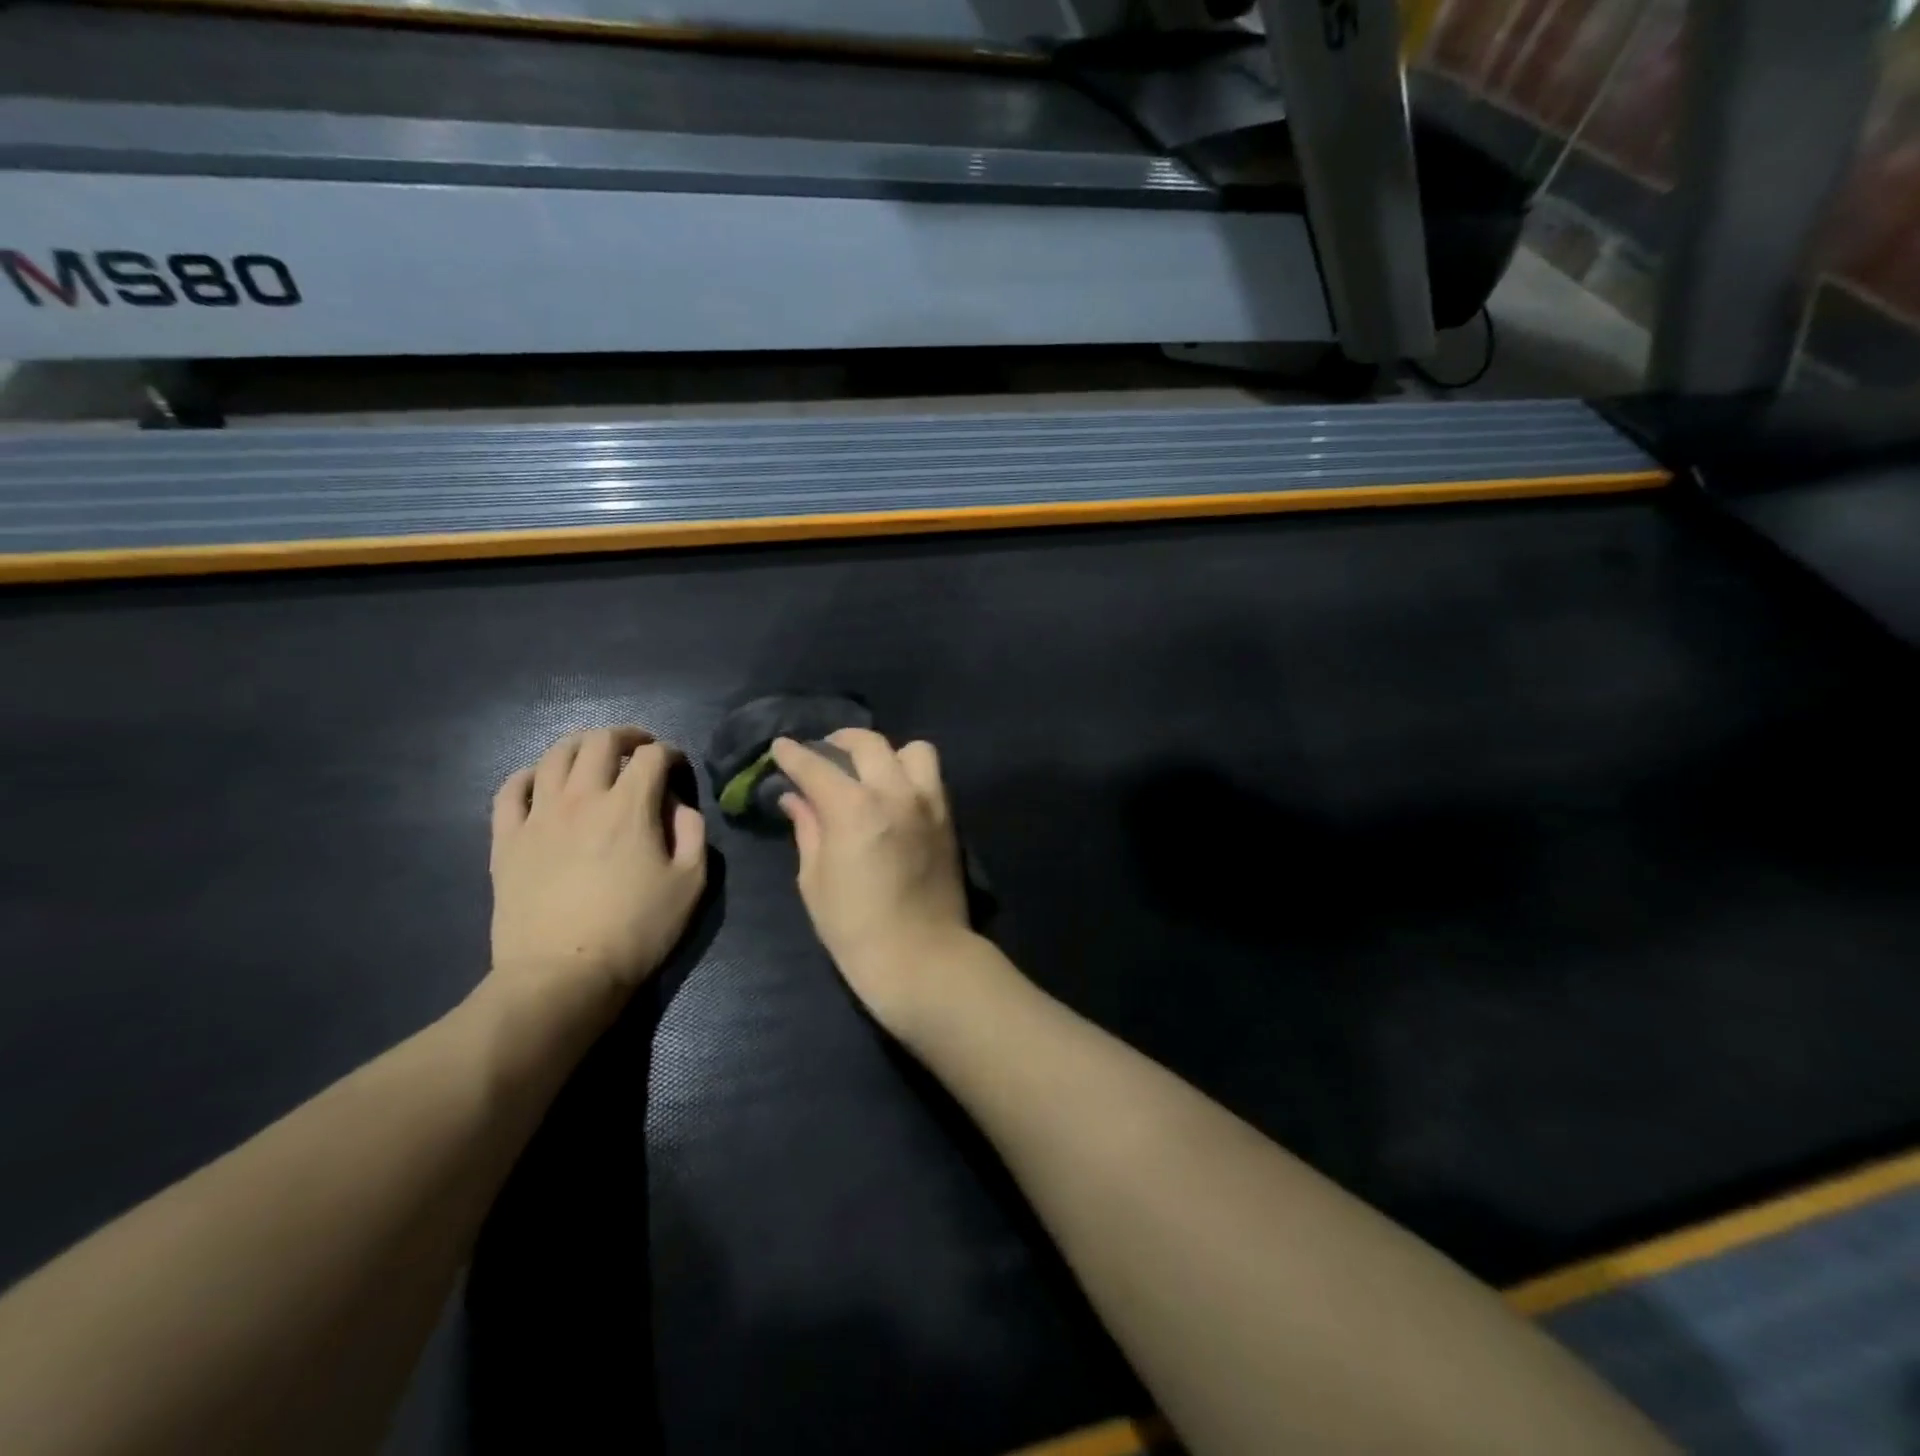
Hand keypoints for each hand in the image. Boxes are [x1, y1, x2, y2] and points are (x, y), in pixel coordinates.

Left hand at [486, 727, 706, 1032]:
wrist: (562, 976)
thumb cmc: (636, 930)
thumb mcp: (690, 883)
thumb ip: (692, 832)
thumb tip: (678, 804)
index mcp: (630, 806)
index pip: (652, 756)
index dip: (670, 753)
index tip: (677, 767)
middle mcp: (582, 798)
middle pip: (600, 741)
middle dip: (626, 736)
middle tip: (639, 748)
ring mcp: (538, 816)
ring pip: (554, 755)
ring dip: (581, 745)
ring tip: (594, 755)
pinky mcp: (506, 839)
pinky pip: (510, 789)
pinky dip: (529, 774)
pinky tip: (541, 781)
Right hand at [770, 730, 971, 1035]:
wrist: (922, 957)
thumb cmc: (855, 928)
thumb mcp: (815, 880)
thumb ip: (807, 829)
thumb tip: (795, 798)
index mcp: (854, 808)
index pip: (816, 766)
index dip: (793, 754)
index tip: (781, 747)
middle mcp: (895, 792)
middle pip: (868, 743)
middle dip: (839, 741)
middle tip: (824, 754)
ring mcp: (928, 802)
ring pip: (912, 749)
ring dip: (887, 753)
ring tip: (871, 772)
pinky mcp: (949, 818)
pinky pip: (931, 777)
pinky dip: (910, 774)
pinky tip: (895, 794)